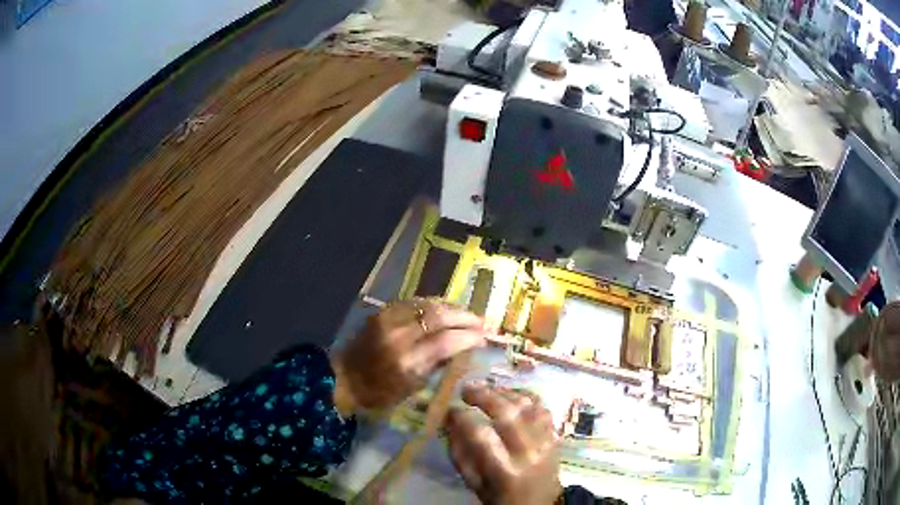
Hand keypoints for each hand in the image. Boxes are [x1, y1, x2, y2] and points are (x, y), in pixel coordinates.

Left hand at [331, 298, 487, 414]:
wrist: (344, 377)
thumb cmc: (380, 392)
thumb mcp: (412, 387)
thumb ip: (437, 365)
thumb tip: (462, 348)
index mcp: (406, 361)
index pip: (446, 341)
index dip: (469, 337)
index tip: (483, 338)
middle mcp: (398, 336)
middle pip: (439, 316)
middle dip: (465, 317)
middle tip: (481, 322)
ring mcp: (388, 320)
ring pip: (428, 304)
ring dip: (451, 307)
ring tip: (466, 314)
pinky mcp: (382, 311)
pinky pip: (414, 301)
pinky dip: (433, 304)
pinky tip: (443, 309)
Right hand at [446, 384, 561, 504]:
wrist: (538, 504)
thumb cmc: (499, 496)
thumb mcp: (473, 482)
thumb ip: (460, 453)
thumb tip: (449, 421)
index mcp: (504, 471)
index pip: (481, 436)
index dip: (462, 418)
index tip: (450, 410)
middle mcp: (528, 453)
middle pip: (508, 414)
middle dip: (484, 396)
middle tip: (466, 389)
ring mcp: (546, 442)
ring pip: (527, 405)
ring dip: (504, 393)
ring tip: (486, 390)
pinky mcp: (556, 435)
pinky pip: (542, 407)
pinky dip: (525, 396)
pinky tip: (510, 395)